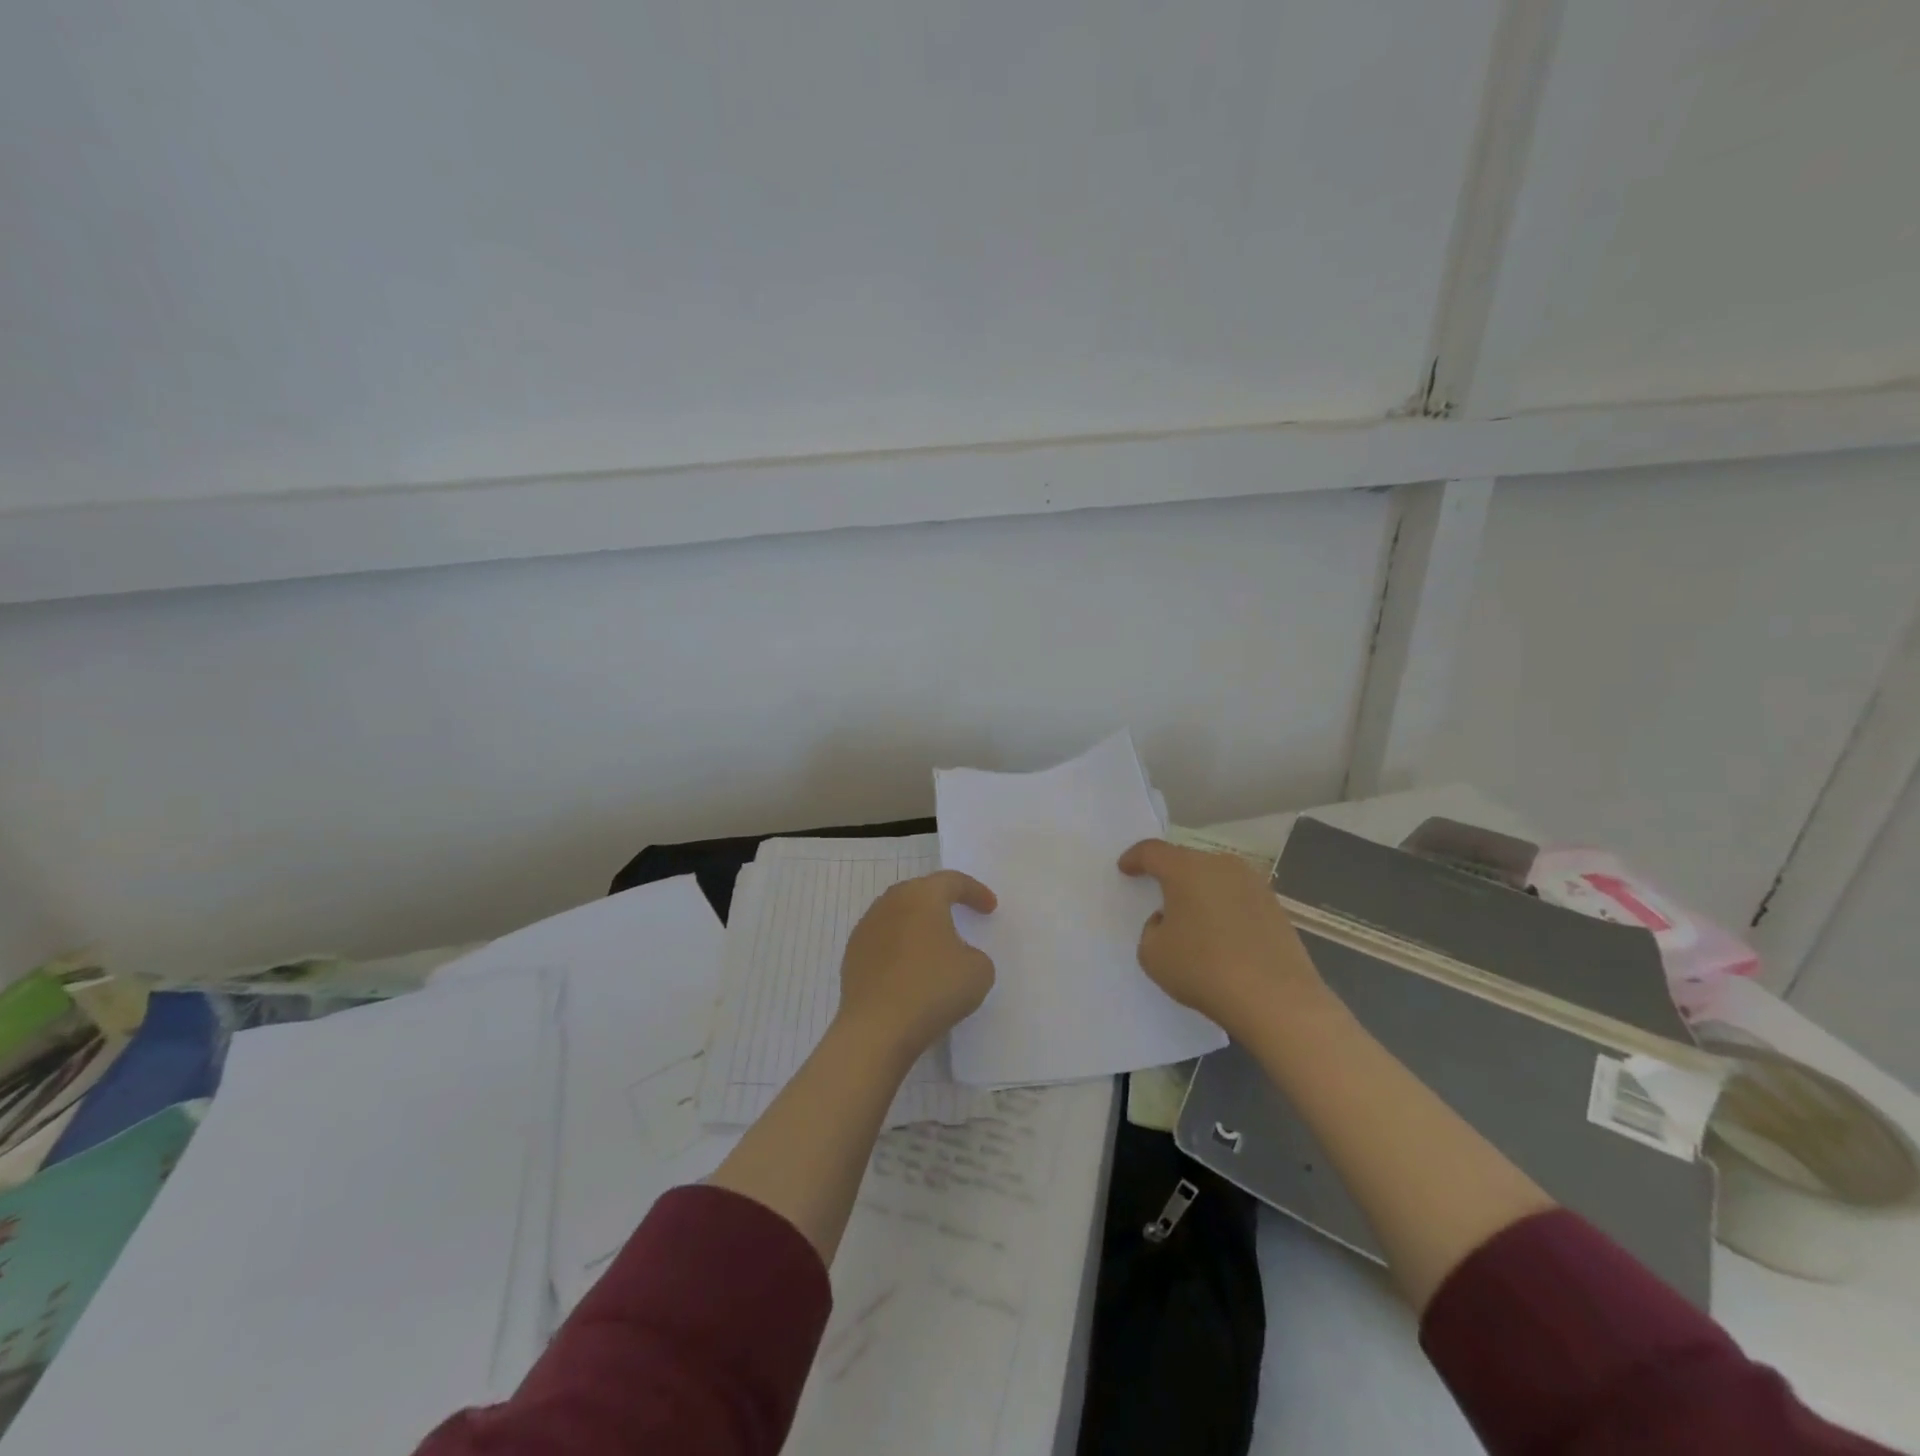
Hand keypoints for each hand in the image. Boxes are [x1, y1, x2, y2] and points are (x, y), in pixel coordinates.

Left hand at [836, 870, 998, 1060]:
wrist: (877, 1029)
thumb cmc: (933, 988)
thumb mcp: (979, 971)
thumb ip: (974, 954)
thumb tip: (956, 957)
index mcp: (922, 896)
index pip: (952, 881)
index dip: (975, 892)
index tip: (990, 908)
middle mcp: (890, 903)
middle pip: (920, 893)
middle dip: (942, 902)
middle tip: (960, 915)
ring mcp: (866, 929)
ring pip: (898, 916)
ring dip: (918, 926)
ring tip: (935, 945)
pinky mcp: (852, 957)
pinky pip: (883, 943)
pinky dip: (900, 950)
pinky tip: (910, 971)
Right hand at [1118, 839, 1327, 1038]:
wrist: (1276, 1000)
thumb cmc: (1204, 969)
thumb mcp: (1153, 953)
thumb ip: (1152, 929)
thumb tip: (1171, 920)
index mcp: (1186, 869)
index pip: (1152, 851)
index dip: (1135, 858)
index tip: (1125, 868)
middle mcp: (1221, 866)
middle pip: (1187, 861)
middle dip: (1170, 875)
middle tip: (1159, 896)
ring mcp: (1254, 885)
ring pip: (1216, 878)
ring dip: (1200, 892)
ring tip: (1192, 919)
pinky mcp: (1276, 907)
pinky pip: (1238, 898)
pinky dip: (1224, 909)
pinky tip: (1221, 936)